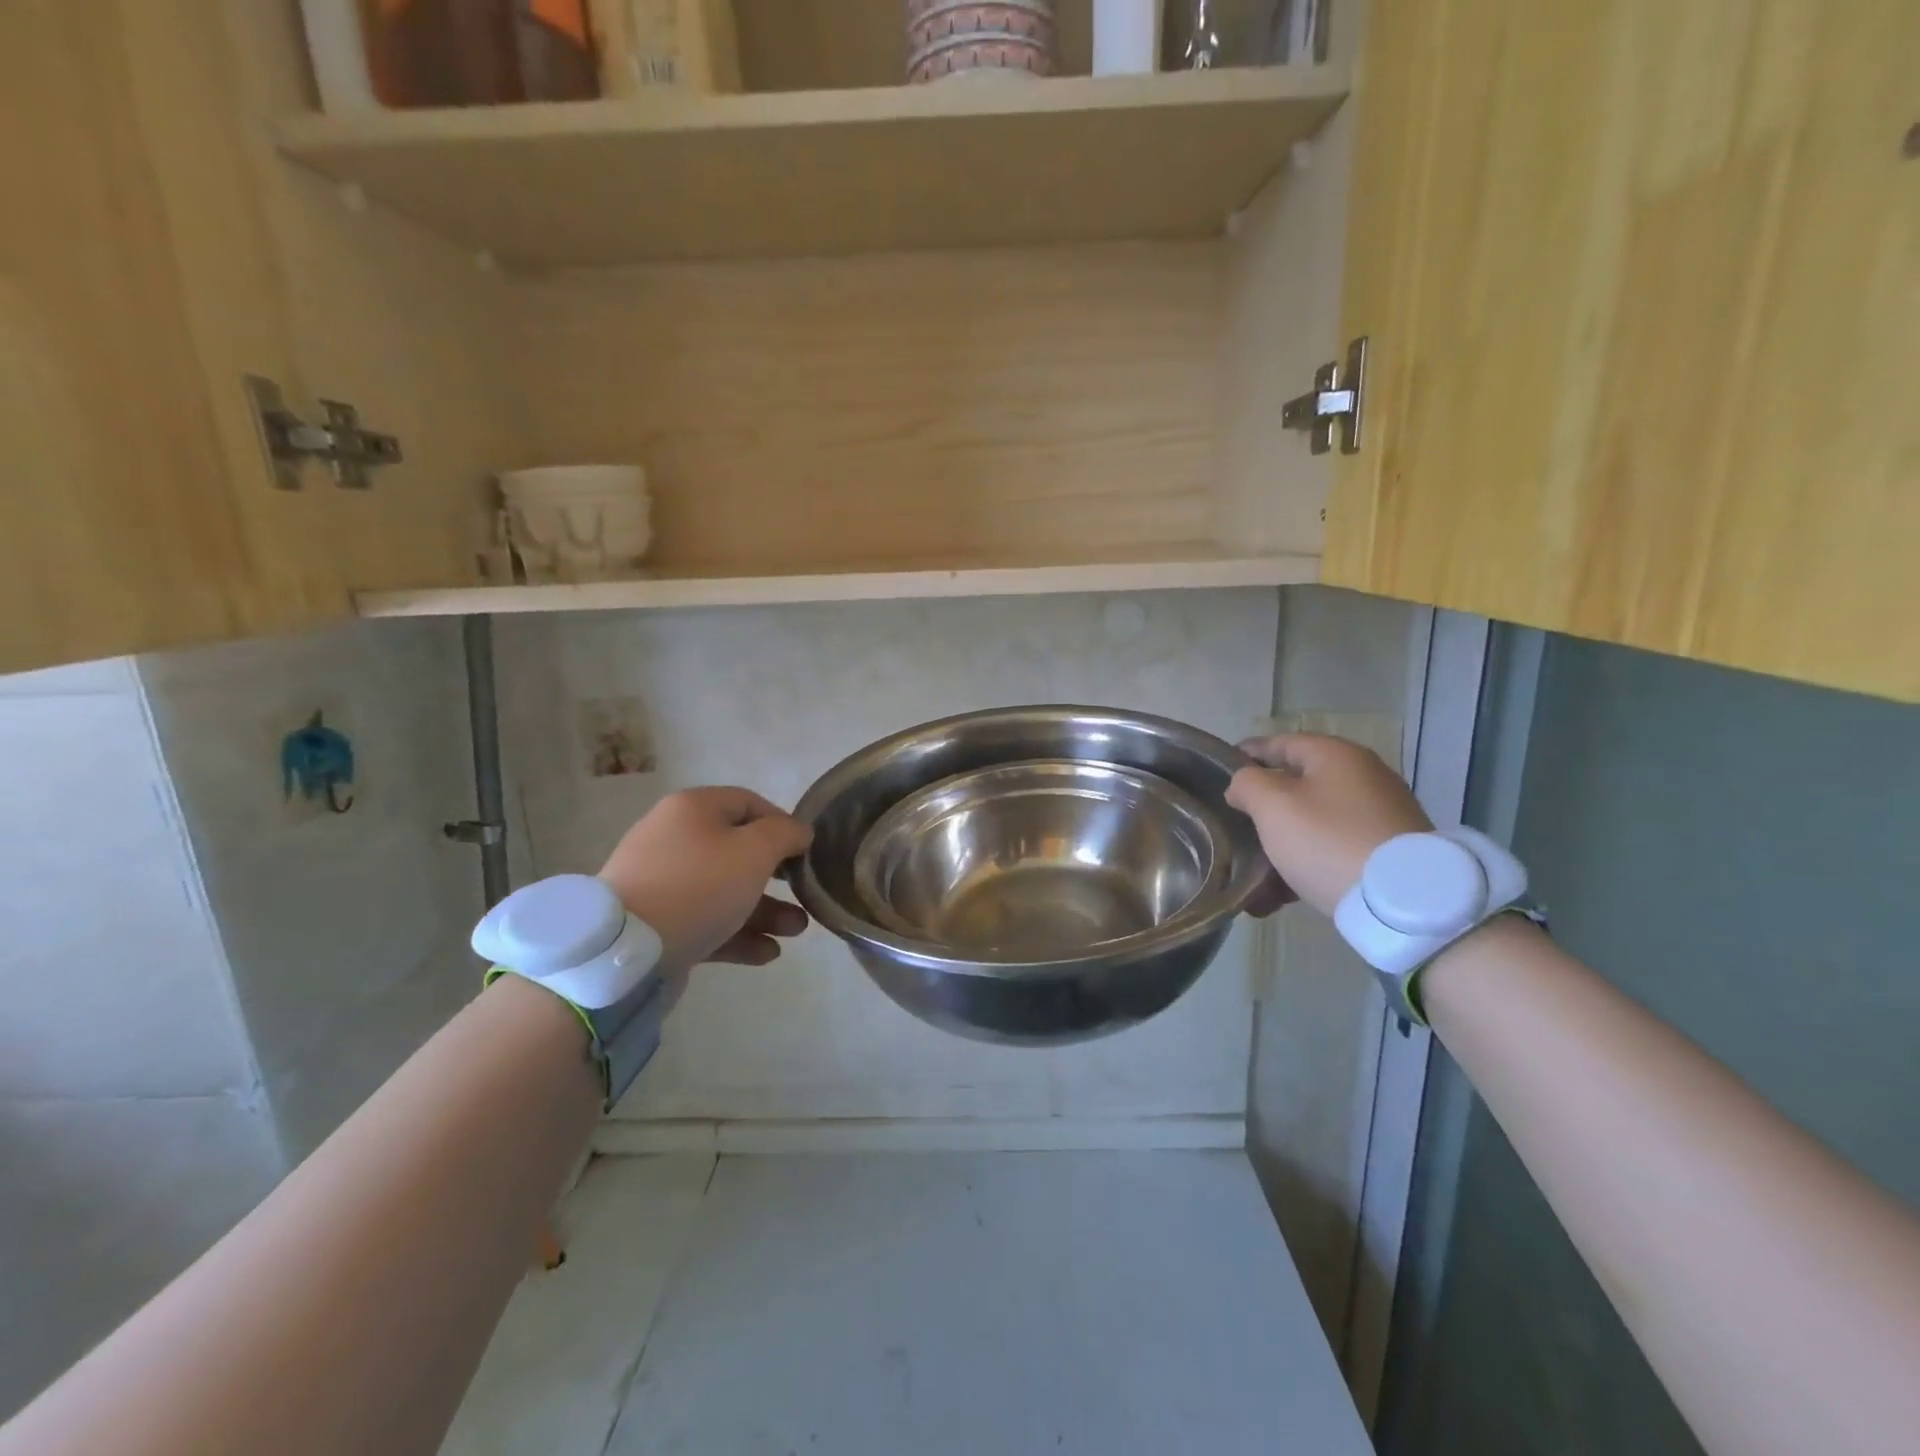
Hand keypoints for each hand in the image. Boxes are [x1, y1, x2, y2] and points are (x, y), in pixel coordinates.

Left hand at [598, 787, 812, 973]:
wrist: (626, 949)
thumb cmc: (699, 885)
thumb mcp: (754, 851)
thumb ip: (785, 834)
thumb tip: (799, 832)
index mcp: (693, 809)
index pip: (749, 803)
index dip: (783, 824)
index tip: (806, 852)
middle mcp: (674, 838)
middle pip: (738, 851)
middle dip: (777, 877)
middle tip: (803, 894)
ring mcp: (662, 882)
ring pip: (724, 890)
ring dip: (764, 910)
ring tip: (795, 932)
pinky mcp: (656, 923)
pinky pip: (705, 921)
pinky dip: (737, 933)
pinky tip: (767, 952)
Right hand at [1226, 734, 1430, 917]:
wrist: (1402, 901)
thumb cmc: (1327, 840)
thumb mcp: (1273, 805)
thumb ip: (1247, 784)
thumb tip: (1244, 784)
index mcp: (1336, 755)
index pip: (1280, 743)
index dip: (1246, 755)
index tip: (1218, 772)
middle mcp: (1363, 776)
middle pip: (1297, 785)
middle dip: (1263, 809)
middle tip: (1235, 827)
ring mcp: (1380, 814)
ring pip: (1313, 823)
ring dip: (1281, 846)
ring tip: (1254, 877)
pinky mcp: (1388, 851)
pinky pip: (1334, 850)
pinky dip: (1306, 866)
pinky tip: (1281, 895)